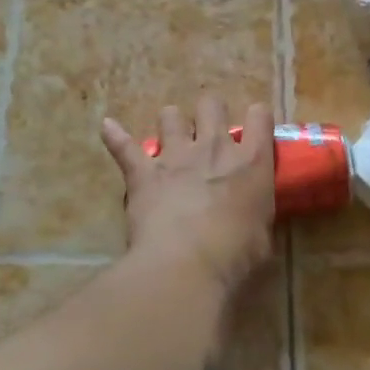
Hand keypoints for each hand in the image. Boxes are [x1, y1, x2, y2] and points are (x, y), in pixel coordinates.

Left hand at [101, 98, 276, 293]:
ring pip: (170, 115)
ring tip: (169, 137)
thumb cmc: (235, 256)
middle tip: (208, 131)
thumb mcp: (262, 235)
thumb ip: (257, 213)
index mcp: (251, 162)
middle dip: (210, 111)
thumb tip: (252, 216)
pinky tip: (107, 127)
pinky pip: (123, 146)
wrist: (188, 265)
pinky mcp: (143, 171)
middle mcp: (214, 147)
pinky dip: (114, 136)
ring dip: (171, 123)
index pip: (259, 117)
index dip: (257, 117)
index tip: (254, 125)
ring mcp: (176, 155)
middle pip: (211, 104)